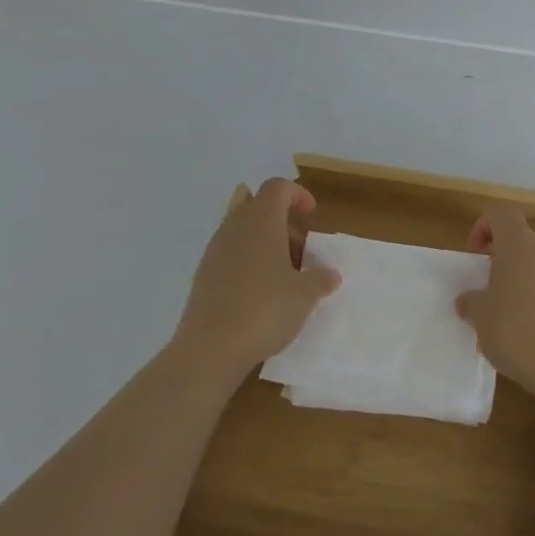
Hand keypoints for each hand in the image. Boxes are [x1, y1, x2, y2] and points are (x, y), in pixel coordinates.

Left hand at [173, 179, 340, 372]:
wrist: (210, 348)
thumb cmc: (265, 310)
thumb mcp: (305, 296)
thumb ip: (320, 279)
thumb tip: (330, 274)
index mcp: (261, 222)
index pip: (277, 187)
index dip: (298, 195)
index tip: (312, 216)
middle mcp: (234, 228)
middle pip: (257, 206)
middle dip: (282, 221)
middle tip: (302, 250)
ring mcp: (214, 252)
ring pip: (242, 230)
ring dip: (265, 242)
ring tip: (285, 274)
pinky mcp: (204, 275)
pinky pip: (230, 254)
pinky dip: (249, 261)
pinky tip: (262, 292)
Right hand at [454, 205, 534, 384]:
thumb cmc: (516, 330)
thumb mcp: (480, 317)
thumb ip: (471, 301)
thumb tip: (469, 300)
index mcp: (520, 243)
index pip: (501, 215)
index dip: (483, 228)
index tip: (474, 257)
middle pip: (520, 239)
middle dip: (500, 257)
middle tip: (485, 287)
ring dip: (518, 278)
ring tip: (503, 312)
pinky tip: (526, 327)